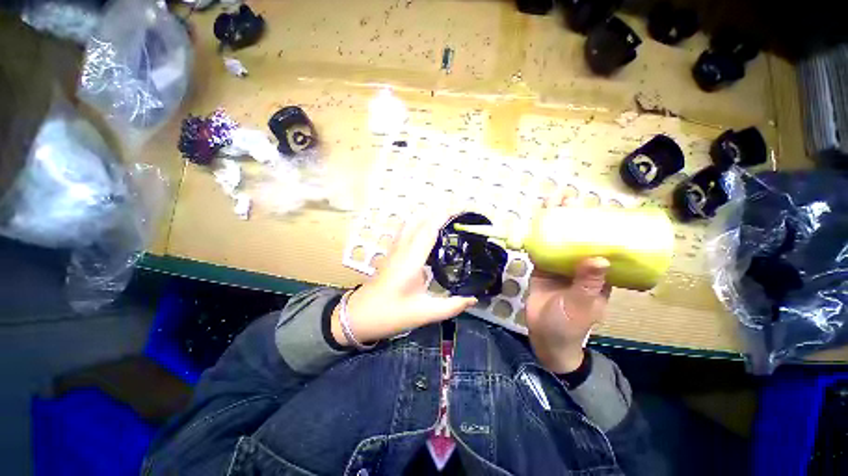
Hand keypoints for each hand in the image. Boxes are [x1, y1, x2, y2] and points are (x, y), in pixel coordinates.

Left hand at [331, 215, 477, 346]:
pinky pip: (406, 233)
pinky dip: (419, 226)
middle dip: (438, 214)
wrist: (358, 317)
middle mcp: (403, 250)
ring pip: (411, 225)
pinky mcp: (391, 255)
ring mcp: (395, 251)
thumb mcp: (423, 313)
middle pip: (420, 223)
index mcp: (411, 261)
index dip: (443, 217)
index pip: (428, 230)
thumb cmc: (390, 314)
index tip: (459, 210)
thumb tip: (473, 299)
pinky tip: (427, 234)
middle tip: (458, 215)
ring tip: (446, 220)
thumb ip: (451, 306)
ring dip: (428, 218)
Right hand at [525, 195, 611, 373]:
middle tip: (568, 199)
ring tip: (551, 204)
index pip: (603, 245)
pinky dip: (538, 237)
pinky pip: (541, 250)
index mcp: (598, 274)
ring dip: (554, 223)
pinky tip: (535, 225)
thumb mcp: (582, 305)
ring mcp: (560, 266)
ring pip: (558, 241)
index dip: (600, 226)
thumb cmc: (570, 325)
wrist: (545, 336)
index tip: (596, 208)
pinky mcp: (542, 268)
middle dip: (573, 218)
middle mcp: (580, 266)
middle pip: (578, 238)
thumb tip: (599, 257)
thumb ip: (588, 284)